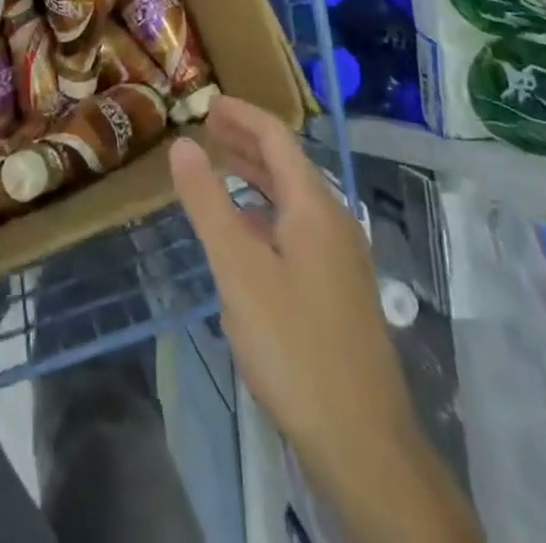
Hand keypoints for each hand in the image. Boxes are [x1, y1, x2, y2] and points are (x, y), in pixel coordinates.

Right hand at [172, 98, 475, 542]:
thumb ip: (208, 202)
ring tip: (218, 167)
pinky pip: (297, 228)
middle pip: (287, 164)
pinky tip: (243, 233)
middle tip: (207, 127)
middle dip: (246, 140)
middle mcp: (333, 221)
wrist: (363, 442)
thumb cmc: (294, 344)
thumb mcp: (238, 269)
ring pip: (292, 198)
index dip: (242, 114)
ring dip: (255, 176)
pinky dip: (265, 211)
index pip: (277, 137)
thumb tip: (182, 143)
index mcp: (314, 206)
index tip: (208, 102)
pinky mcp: (338, 290)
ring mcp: (340, 258)